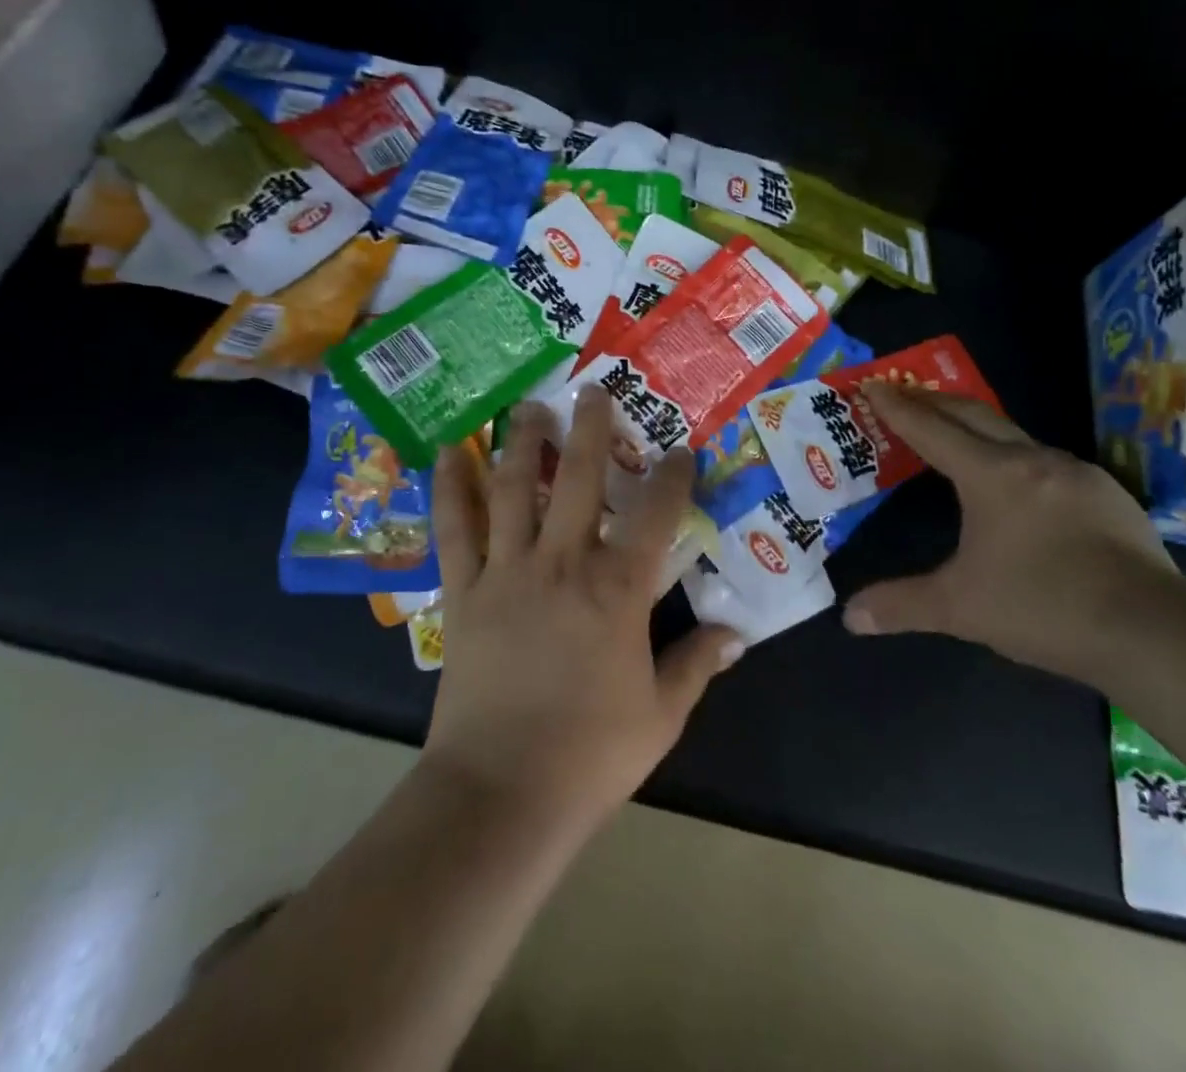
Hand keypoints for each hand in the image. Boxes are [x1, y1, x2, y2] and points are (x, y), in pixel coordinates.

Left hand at [422, 387, 743, 833]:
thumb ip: (698, 664)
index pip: (655, 514)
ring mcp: (507, 572)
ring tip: (528, 406)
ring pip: (512, 489)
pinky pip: (454, 529)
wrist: (501, 795)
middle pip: (577, 478)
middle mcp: (562, 563)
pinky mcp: (464, 592)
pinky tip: (448, 454)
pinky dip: (450, 489)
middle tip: (593, 390)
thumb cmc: (590, 754)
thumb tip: (736, 634)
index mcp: (618, 589)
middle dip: (590, 428)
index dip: (672, 476)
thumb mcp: (662, 714)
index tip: (681, 450)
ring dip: (521, 442)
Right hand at [841, 381, 1185, 686]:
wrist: (1152, 632)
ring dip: (978, 429)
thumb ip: (901, 605)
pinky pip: (1047, 462)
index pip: (932, 429)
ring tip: (957, 438)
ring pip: (1015, 436)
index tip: (874, 384)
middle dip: (934, 401)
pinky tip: (1019, 486)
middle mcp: (1033, 459)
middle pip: (974, 414)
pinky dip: (1016, 458)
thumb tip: (850, 617)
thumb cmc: (1042, 606)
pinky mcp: (1108, 494)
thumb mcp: (960, 608)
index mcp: (991, 475)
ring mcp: (1077, 473)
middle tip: (904, 392)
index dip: (898, 406)